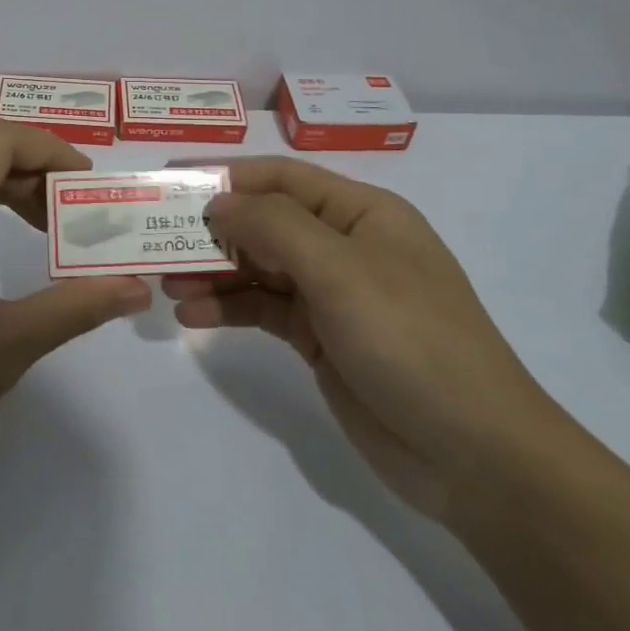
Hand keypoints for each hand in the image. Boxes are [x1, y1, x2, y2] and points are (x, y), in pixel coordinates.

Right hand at [164, 157, 564, 517]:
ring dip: (214, 271)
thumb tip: (218, 201)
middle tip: (156, 240)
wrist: (473, 453)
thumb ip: (274, 226)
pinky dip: (230, 308)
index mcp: (362, 213)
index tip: (170, 183)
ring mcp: (332, 294)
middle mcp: (345, 245)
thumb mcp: (342, 270)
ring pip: (259, 267)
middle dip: (213, 229)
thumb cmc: (411, 340)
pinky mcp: (320, 338)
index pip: (282, 178)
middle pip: (265, 222)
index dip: (226, 177)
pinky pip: (264, 309)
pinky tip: (194, 315)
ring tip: (167, 283)